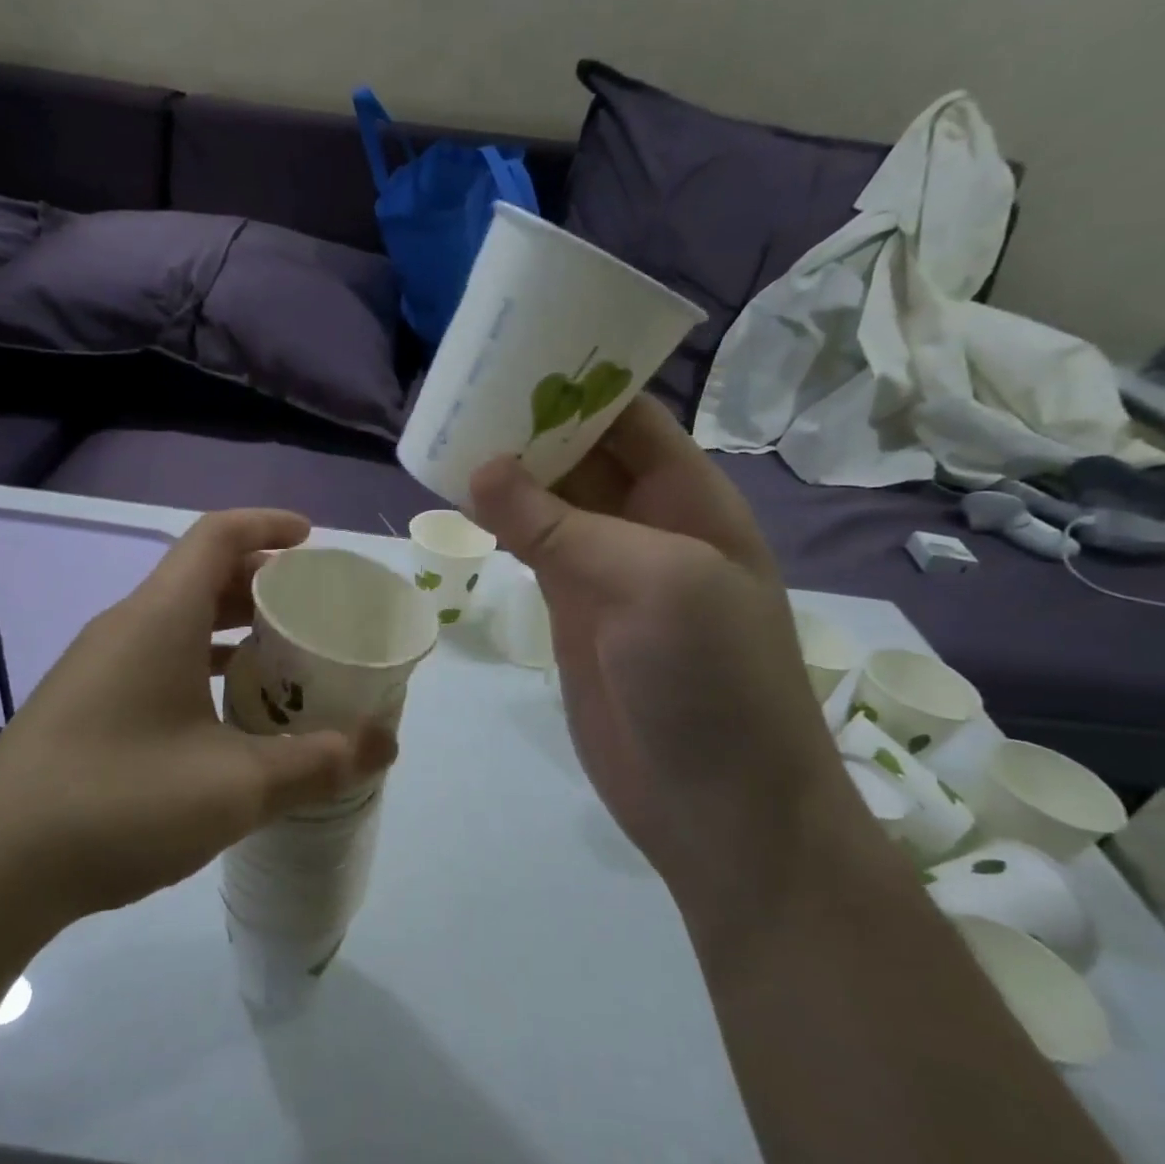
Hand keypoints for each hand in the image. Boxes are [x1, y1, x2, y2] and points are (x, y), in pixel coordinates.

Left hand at [0, 510, 395, 929]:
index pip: (218, 536)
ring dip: (232, 630)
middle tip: (312, 609)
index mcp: (160, 617)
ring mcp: (99, 667)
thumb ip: (318, 762)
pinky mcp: (86, 706)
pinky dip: (202, 667)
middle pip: (201, 577)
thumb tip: (386, 745)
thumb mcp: (236, 786)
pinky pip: (157, 660)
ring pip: (178, 622)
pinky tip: (228, 717)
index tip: (312, 539)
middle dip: (261, 583)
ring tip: (284, 661)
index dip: (268, 525)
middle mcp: (126, 627)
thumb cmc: (119, 801)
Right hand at [468, 396, 852, 931]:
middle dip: (530, 422)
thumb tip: (483, 468)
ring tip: (446, 436)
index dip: (577, 382)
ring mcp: (606, 569)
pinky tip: (459, 502)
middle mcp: (648, 523)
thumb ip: (564, 525)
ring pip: (550, 500)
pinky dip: (498, 523)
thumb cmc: (712, 682)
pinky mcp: (571, 611)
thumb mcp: (654, 584)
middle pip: (583, 452)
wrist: (718, 808)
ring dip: (508, 471)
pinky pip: (531, 548)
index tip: (512, 355)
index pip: (629, 417)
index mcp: (689, 499)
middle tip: (459, 392)